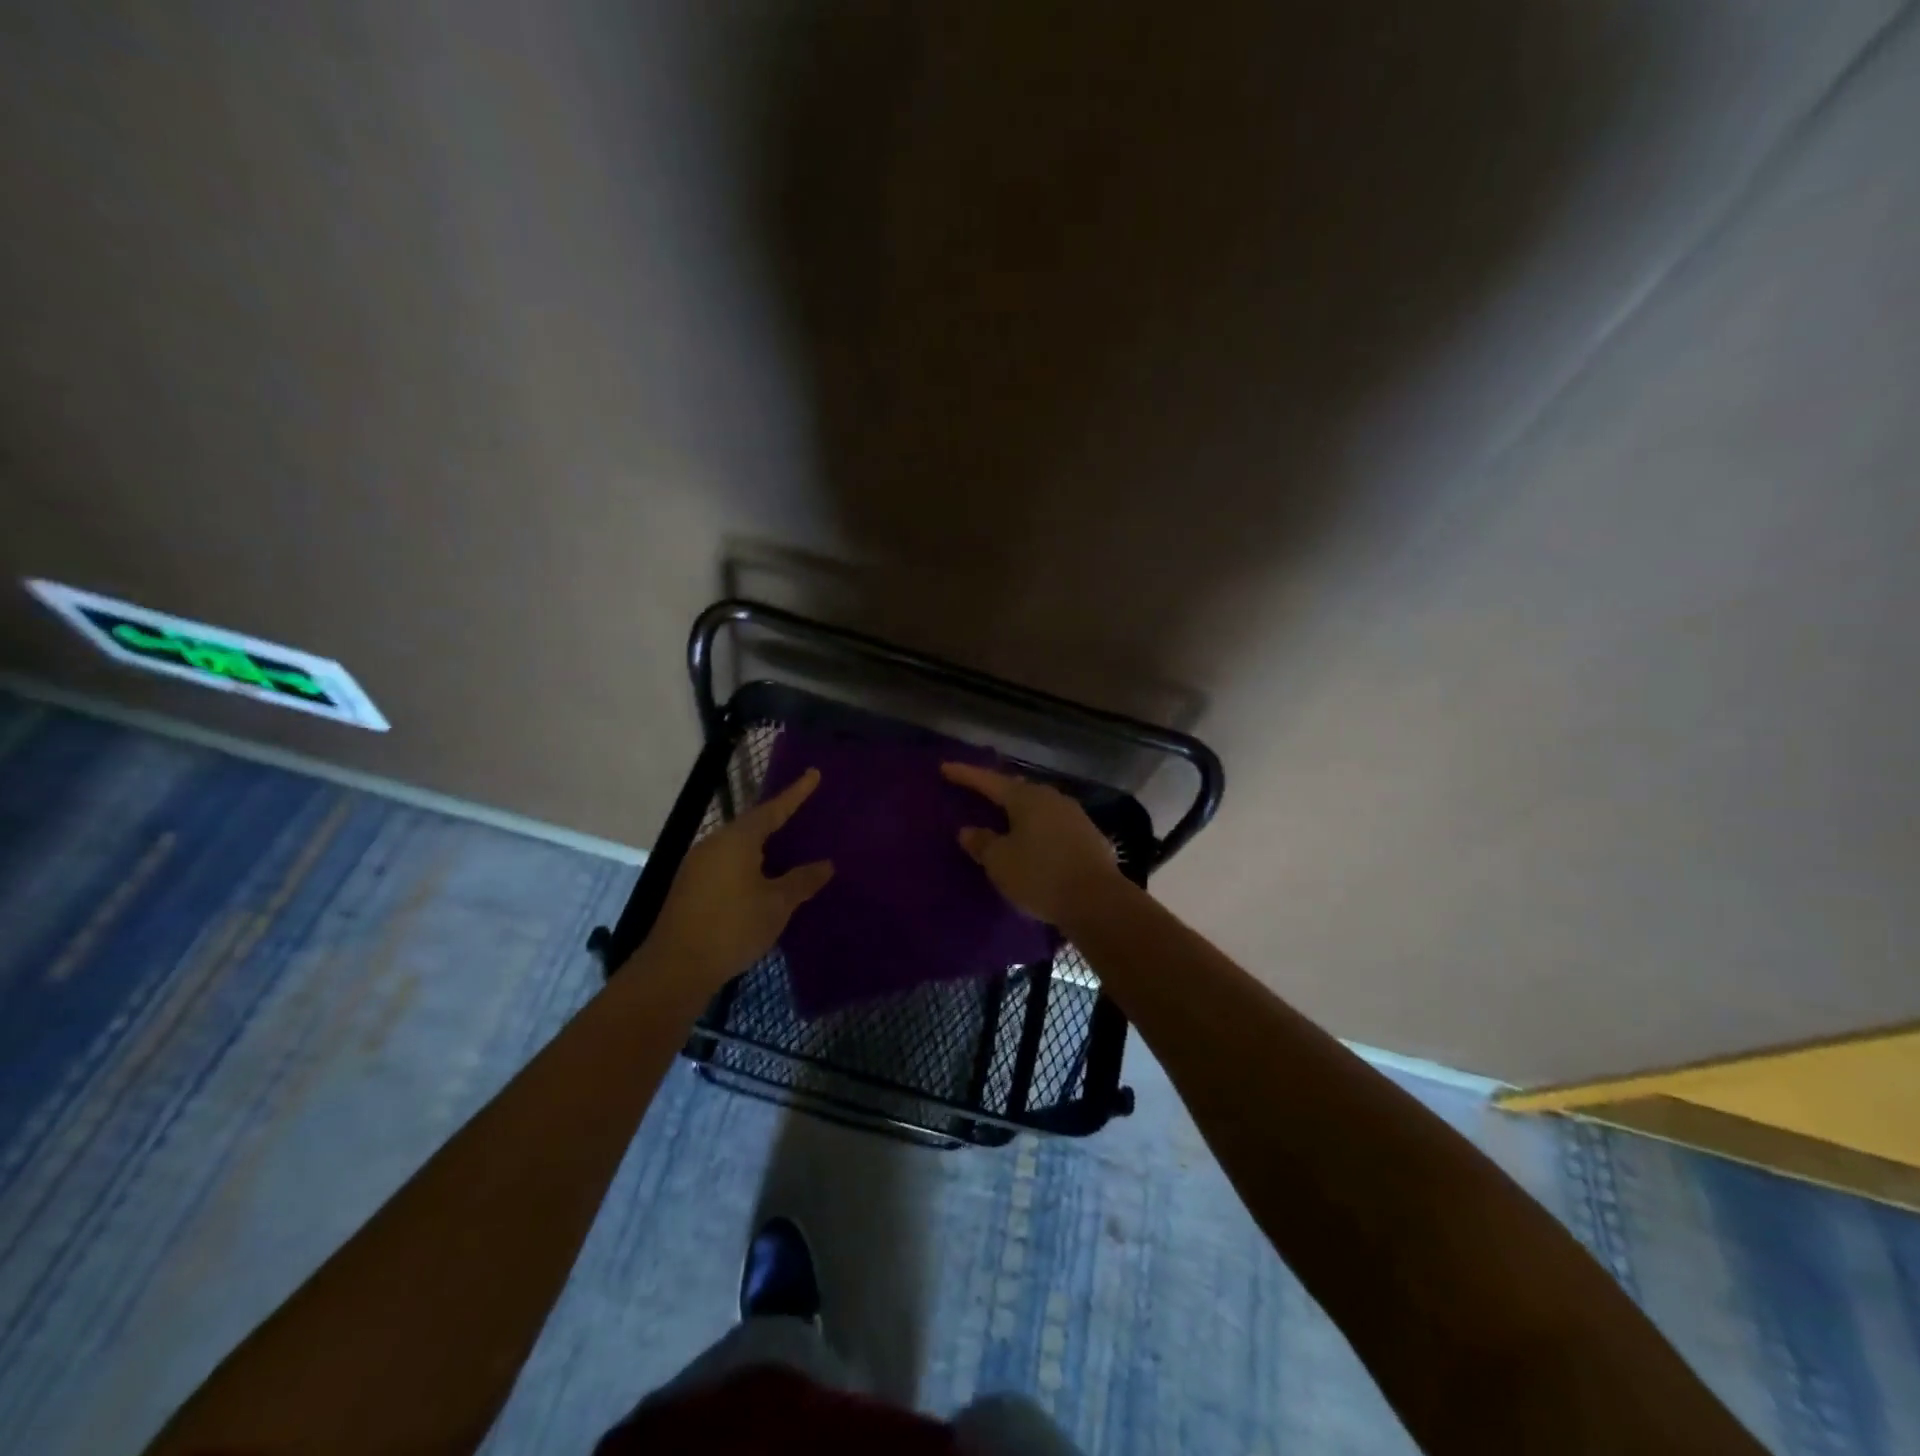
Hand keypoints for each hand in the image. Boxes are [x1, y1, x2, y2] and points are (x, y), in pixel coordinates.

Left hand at [642, 768, 833, 989]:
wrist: (676, 968)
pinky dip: (748, 865)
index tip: (813, 774)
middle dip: (778, 820)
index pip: (773, 809)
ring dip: (762, 847)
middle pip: (752, 825)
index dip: (796, 793)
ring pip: (738, 847)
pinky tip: (762, 880)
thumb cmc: (732, 927)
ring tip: (787, 849)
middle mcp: (714, 844)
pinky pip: (727, 864)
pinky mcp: (690, 888)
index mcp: (737, 840)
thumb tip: (825, 865)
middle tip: (803, 814)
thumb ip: (802, 881)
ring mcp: (698, 866)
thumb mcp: (777, 904)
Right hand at [940, 762, 1121, 929]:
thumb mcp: (1000, 862)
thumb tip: (968, 830)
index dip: (966, 775)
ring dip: (1019, 811)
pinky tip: (1033, 841)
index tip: (945, 767)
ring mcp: (1074, 816)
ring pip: (1038, 807)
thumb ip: (982, 843)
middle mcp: (1052, 799)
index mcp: (1027, 798)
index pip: (989, 781)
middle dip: (996, 791)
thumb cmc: (1040, 875)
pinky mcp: (1089, 837)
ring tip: (1003, 818)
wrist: (1098, 901)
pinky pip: (1053, 825)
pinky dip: (1037, 829)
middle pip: (1017, 790)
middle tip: (977, 791)